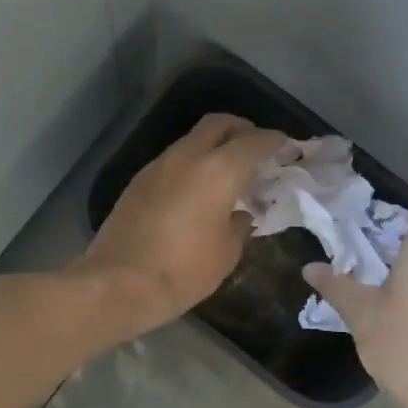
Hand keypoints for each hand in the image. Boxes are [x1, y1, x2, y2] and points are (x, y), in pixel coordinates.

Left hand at [82, 114, 288, 333]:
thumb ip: (239, 225)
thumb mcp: (226, 253)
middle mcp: (187, 156)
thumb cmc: (184, 270)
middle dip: (243, 129)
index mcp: (218, 170)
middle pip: (219, 124)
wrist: (119, 283)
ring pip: (192, 140)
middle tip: (257, 148)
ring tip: (229, 172)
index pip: (255, 141)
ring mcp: (158, 166)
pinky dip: (193, 164)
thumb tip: (239, 214)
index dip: (276, 141)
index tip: (288, 147)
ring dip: (214, 146)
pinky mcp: (139, 181)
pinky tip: (198, 189)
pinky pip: (174, 160)